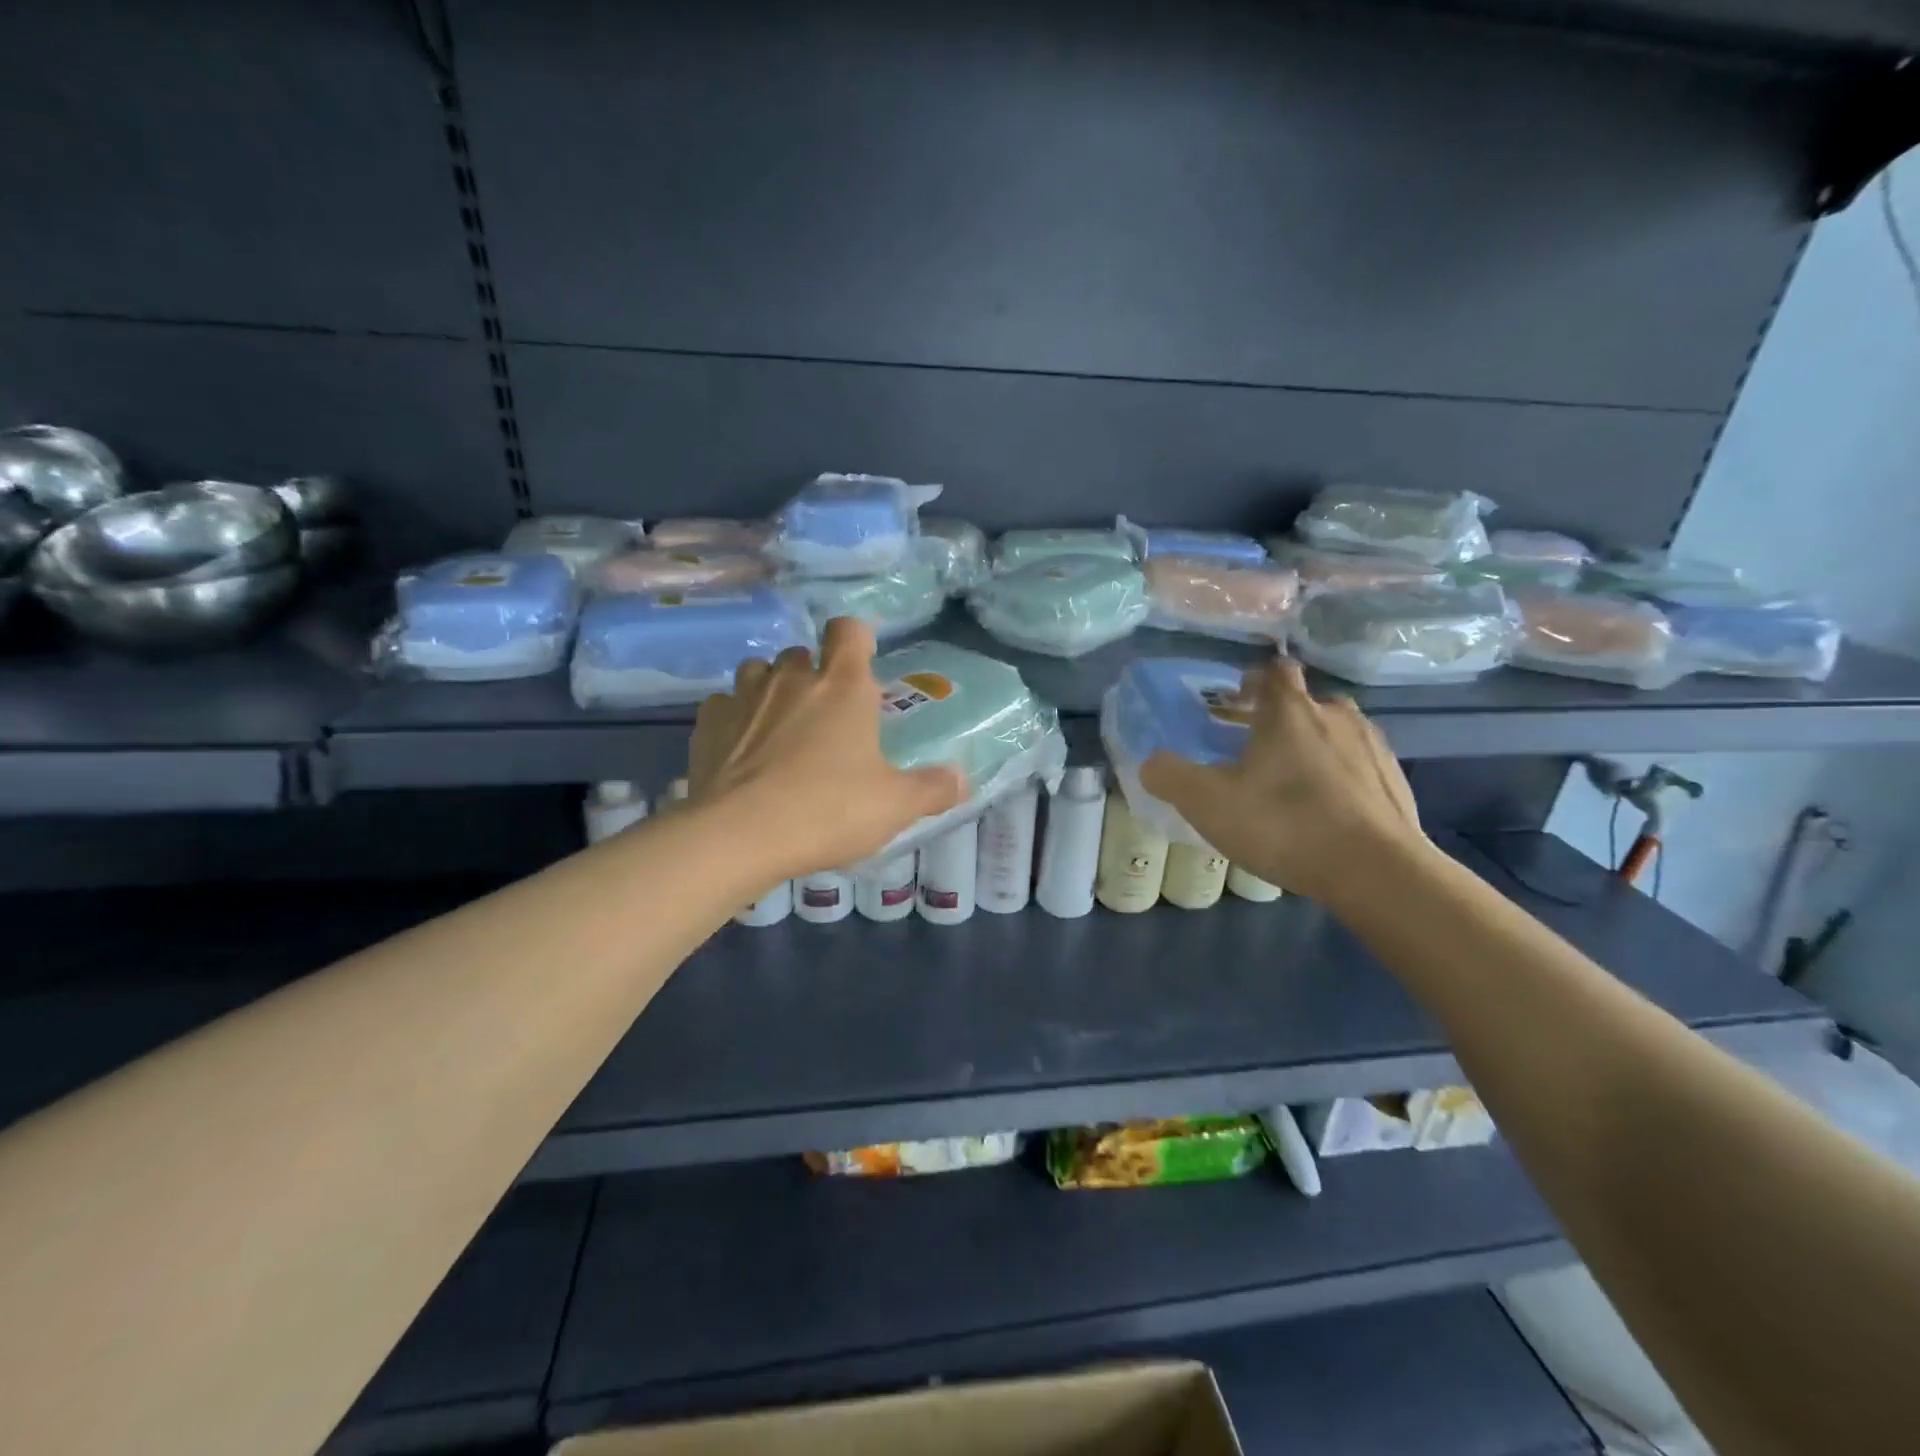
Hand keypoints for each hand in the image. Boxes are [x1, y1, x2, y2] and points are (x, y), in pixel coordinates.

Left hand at [689, 617, 966, 877]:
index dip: (857, 639)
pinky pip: (724, 705)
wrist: (738, 836)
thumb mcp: (894, 806)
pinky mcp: (706, 723)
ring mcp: (744, 696)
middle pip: (803, 653)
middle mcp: (792, 678)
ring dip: (771, 690)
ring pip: (758, 672)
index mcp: (843, 686)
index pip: (849, 630)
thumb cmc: (827, 810)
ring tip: (781, 728)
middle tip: (826, 718)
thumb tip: (962, 779)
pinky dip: (735, 718)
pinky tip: (741, 751)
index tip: (862, 665)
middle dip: (814, 674)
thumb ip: (932, 789)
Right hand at [1138, 658, 1432, 909]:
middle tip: (1257, 750)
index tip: (1237, 703)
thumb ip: (1169, 776)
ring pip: (1335, 733)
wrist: (1376, 871)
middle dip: (1282, 718)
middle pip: (1306, 702)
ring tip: (1292, 785)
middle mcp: (1335, 716)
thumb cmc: (1284, 825)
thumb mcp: (1206, 803)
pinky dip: (1340, 778)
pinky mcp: (1396, 781)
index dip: (1253, 681)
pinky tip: (1326, 813)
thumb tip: (1151, 762)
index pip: (1273, 671)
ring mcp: (1372, 747)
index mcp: (1289, 711)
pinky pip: (1359, 767)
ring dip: (1314, 747)